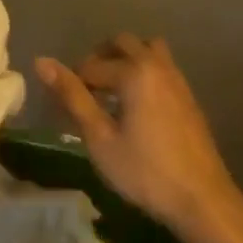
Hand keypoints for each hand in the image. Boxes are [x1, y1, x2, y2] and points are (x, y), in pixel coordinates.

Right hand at [36, 35, 242, 235]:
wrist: (201, 199)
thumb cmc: (144, 171)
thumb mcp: (99, 137)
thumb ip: (72, 97)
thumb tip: (42, 62)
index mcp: (135, 72)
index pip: (91, 64)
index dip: (71, 82)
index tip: (63, 107)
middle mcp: (158, 66)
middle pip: (123, 43)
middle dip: (98, 59)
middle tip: (84, 90)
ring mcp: (178, 80)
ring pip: (147, 50)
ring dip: (124, 61)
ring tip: (109, 92)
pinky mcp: (188, 97)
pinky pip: (161, 68)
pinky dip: (142, 73)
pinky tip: (133, 107)